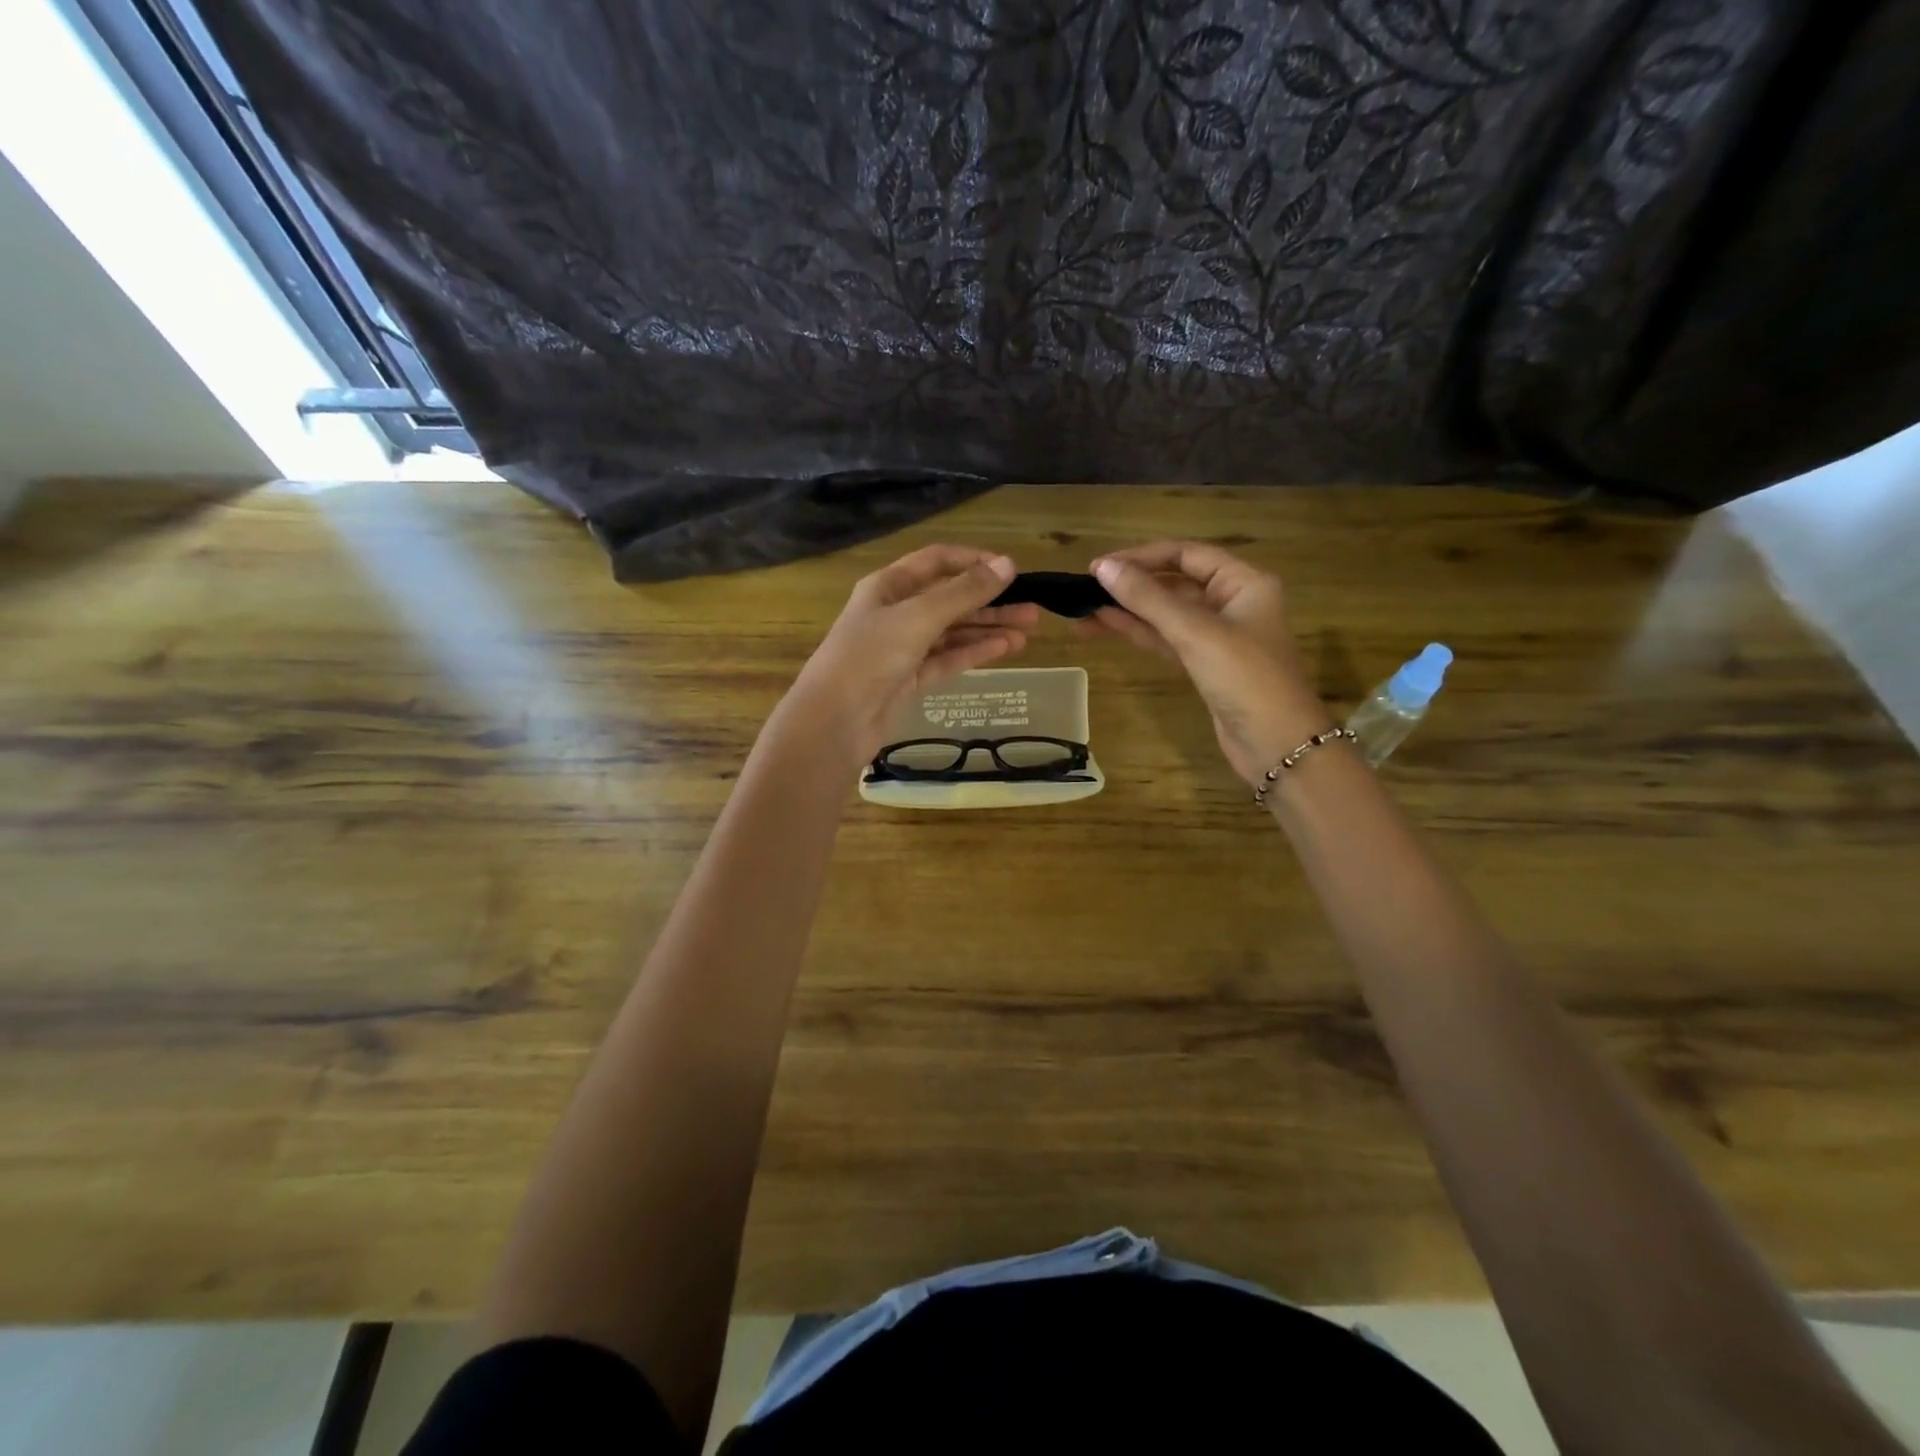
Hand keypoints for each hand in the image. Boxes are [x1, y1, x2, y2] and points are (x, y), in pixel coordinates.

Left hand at [775, 546, 1039, 768]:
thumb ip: (964, 592)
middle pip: (949, 598)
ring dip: (988, 628)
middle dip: (989, 601)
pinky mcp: (909, 679)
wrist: (835, 721)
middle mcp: (895, 612)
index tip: (1011, 570)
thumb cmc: (870, 656)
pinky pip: (948, 659)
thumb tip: (1008, 565)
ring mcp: (902, 648)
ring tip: (1029, 629)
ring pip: (952, 631)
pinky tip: (1006, 648)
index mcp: (888, 586)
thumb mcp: (918, 617)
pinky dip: (975, 652)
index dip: (973, 561)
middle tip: (1033, 607)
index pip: (936, 561)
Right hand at [1076, 541, 1332, 786]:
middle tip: (1084, 590)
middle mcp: (1232, 602)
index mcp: (1243, 582)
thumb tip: (1102, 568)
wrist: (1277, 745)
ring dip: (1127, 611)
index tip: (1099, 567)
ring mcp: (1217, 636)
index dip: (1141, 557)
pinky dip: (1139, 632)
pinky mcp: (1204, 665)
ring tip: (1083, 613)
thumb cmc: (1245, 678)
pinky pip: (1166, 639)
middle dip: (1130, 585)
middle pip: (1173, 582)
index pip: (1185, 554)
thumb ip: (1148, 598)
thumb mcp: (1195, 632)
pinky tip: (1107, 627)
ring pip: (1165, 614)